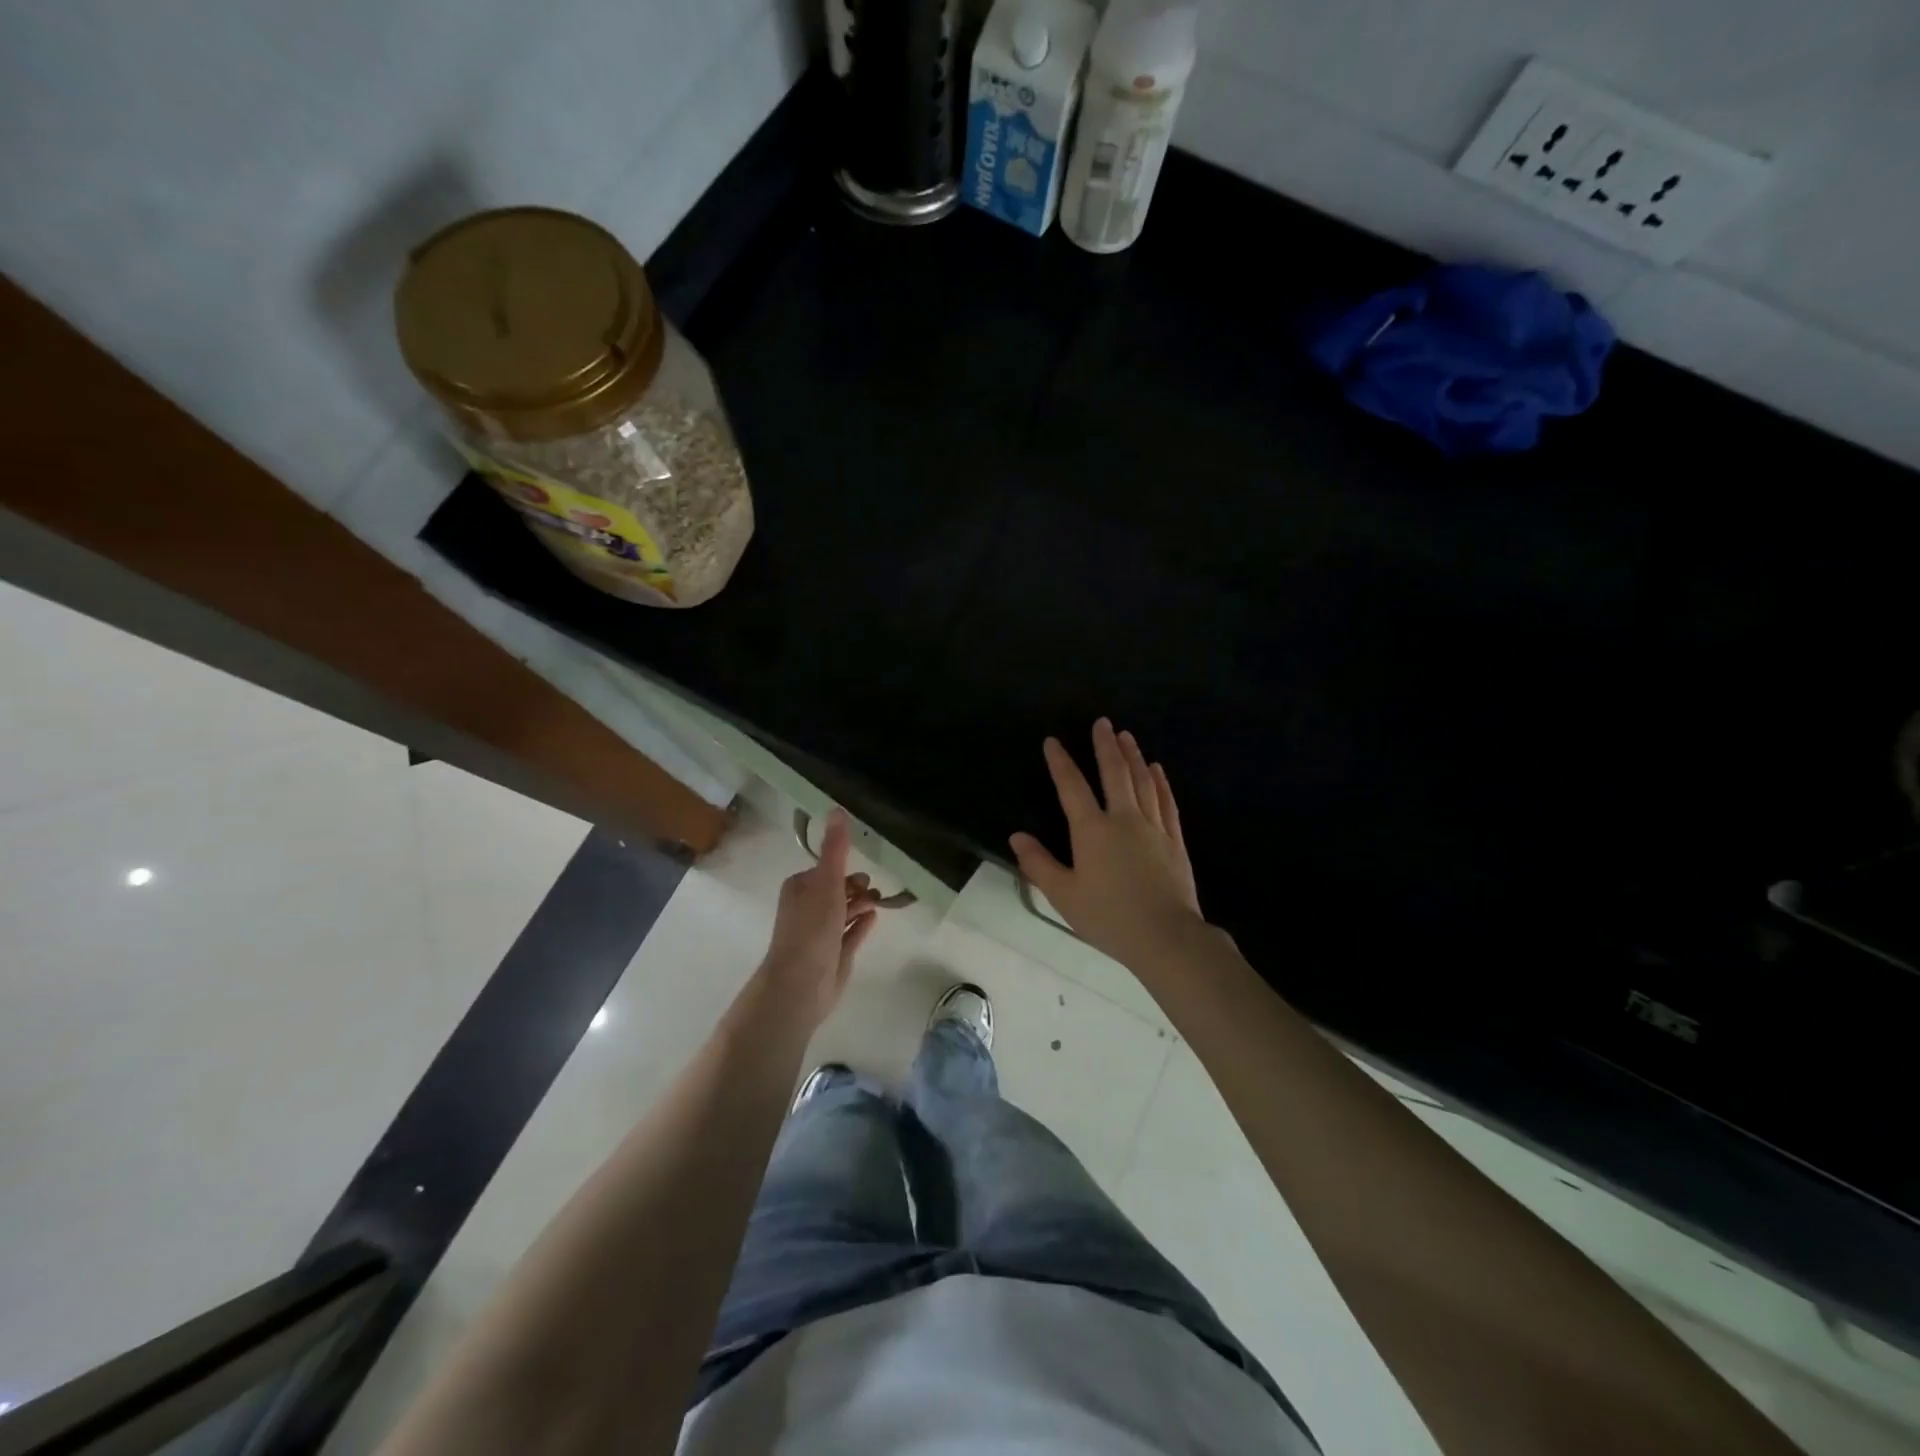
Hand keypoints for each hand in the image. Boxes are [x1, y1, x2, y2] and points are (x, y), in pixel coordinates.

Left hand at [759, 809, 880, 1028]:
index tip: (864, 874)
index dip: (845, 869)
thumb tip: (837, 809)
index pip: (826, 870)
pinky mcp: (833, 955)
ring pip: (845, 912)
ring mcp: (820, 934)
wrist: (801, 984)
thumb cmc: (812, 928)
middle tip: (872, 892)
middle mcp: (807, 909)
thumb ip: (835, 849)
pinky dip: (862, 925)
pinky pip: (851, 934)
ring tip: (878, 904)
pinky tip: (875, 919)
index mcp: (800, 889)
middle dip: (856, 887)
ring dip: (862, 904)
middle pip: (837, 890)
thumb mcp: (826, 882)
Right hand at [1010, 719, 1208, 971]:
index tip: (1053, 741)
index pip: (1072, 787)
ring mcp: (1153, 827)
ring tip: (1126, 736)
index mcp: (1092, 830)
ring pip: (1142, 782)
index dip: (1060, 762)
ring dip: (1133, 756)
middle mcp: (1123, 819)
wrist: (1165, 937)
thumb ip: (1039, 864)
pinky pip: (1166, 802)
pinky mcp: (1174, 840)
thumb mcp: (1064, 895)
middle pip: (1114, 773)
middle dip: (1105, 746)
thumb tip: (1017, 836)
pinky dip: (1160, 782)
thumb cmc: (1108, 918)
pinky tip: (1157, 769)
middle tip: (1102, 722)